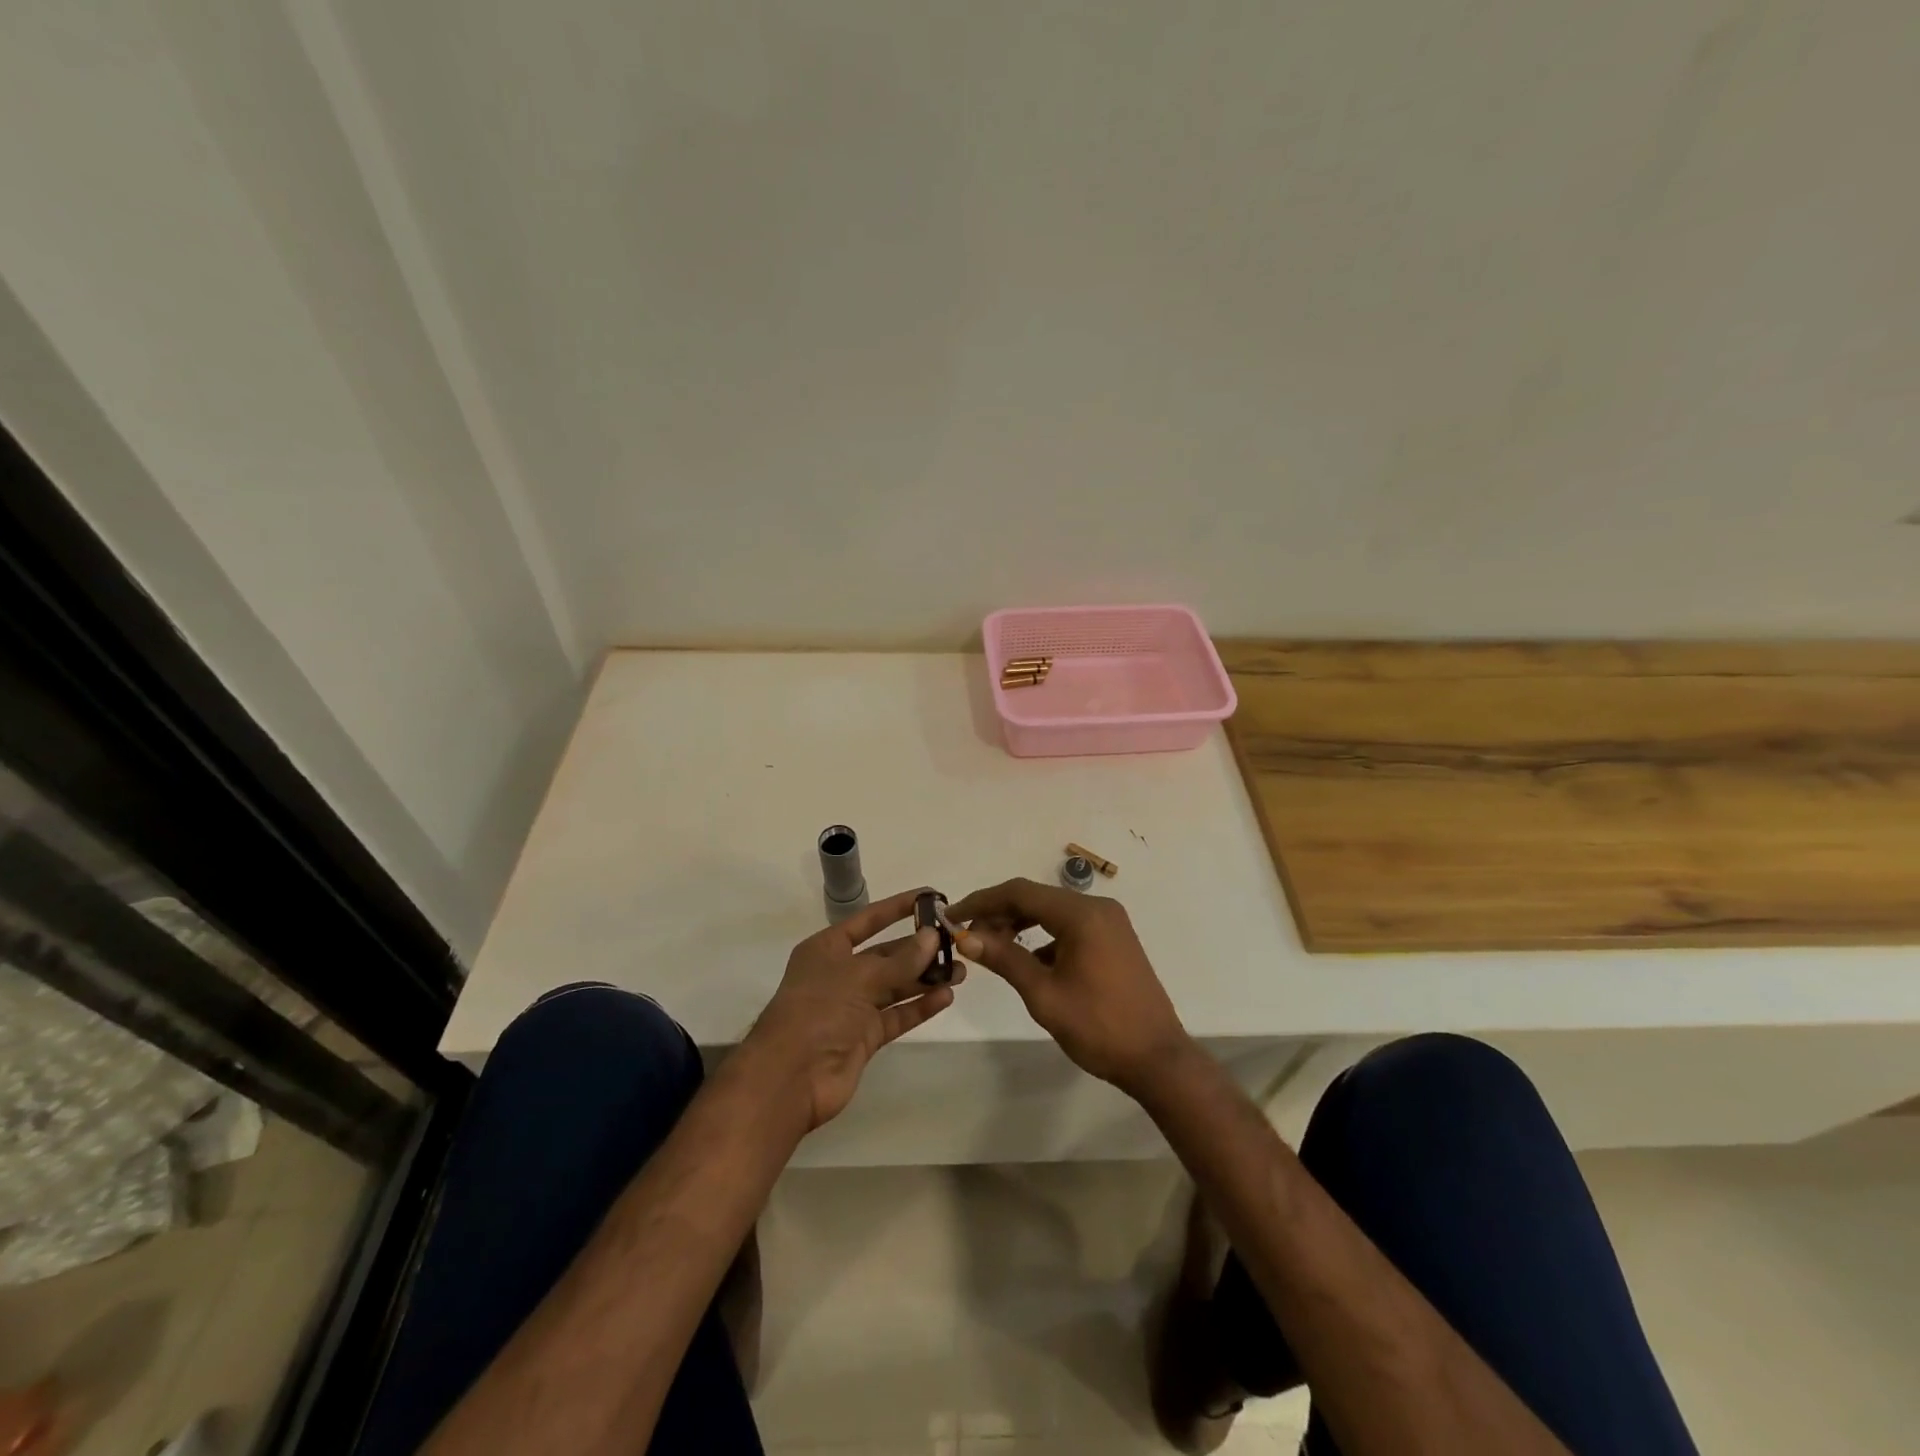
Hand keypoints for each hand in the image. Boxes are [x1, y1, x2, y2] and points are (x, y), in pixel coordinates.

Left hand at [742, 888, 963, 1130]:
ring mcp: (853, 1007)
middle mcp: (840, 973)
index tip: (931, 897)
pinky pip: (897, 1015)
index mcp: (828, 948)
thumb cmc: (818, 1011)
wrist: (790, 1078)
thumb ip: (900, 960)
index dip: (898, 907)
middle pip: (886, 955)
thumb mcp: (860, 977)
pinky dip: (919, 1006)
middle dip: (919, 949)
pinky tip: (946, 997)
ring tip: (960, 971)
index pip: (869, 919)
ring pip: (895, 986)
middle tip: (956, 943)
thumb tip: (932, 936)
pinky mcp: (865, 1037)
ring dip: (925, 978)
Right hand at [947, 878, 1191, 1095]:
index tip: (951, 915)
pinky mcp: (1114, 938)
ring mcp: (1109, 921)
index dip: (981, 901)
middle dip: (998, 912)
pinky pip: (1069, 925)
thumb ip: (1005, 959)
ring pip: (1052, 911)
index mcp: (1081, 915)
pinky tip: (1026, 959)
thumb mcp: (1044, 995)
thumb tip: (966, 937)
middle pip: (1036, 897)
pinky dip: (1043, 935)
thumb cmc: (1098, 1027)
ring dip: (1019, 923)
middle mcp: (1097, 907)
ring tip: (989, 946)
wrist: (1158, 1059)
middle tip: (966, 935)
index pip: (1019, 892)